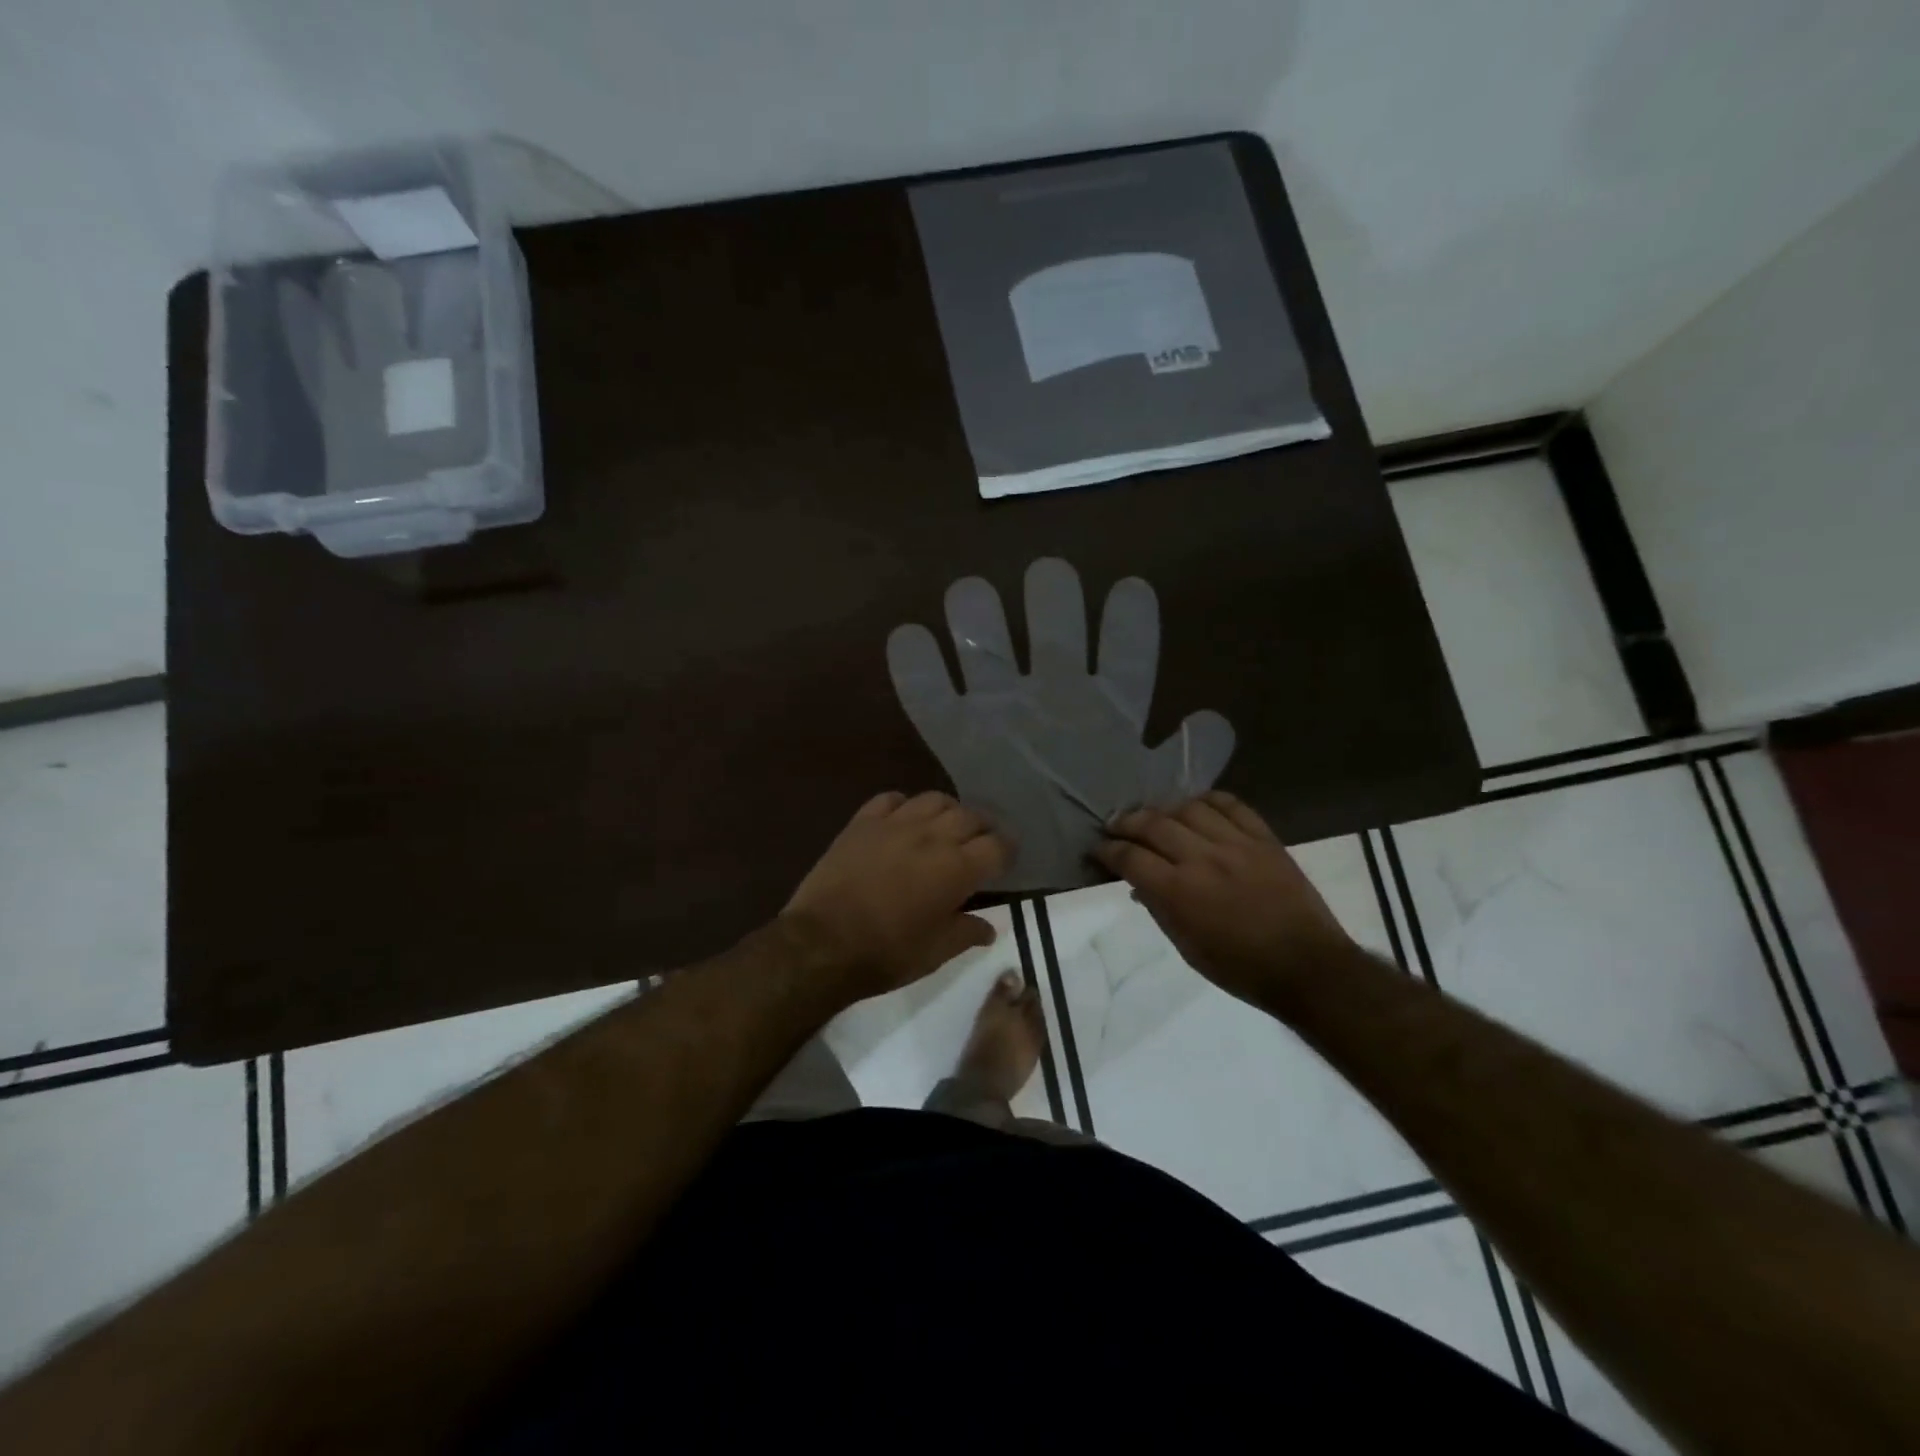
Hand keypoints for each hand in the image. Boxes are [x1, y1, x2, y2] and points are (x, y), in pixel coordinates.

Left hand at [782, 791, 1011, 999]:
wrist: (822, 943)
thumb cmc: (886, 953)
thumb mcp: (936, 952)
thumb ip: (967, 933)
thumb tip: (989, 927)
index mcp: (956, 869)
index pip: (997, 846)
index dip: (1008, 850)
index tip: (1007, 859)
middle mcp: (932, 836)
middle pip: (970, 816)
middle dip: (983, 828)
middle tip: (982, 842)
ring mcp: (895, 824)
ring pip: (934, 799)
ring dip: (948, 811)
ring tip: (947, 826)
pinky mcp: (862, 822)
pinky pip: (891, 799)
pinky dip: (905, 805)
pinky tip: (904, 819)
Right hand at [1093, 792, 1356, 1005]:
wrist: (1307, 967)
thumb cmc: (1240, 968)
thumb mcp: (1187, 948)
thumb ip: (1160, 909)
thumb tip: (1139, 884)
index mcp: (1178, 892)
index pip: (1130, 858)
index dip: (1107, 851)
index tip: (1098, 849)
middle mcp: (1202, 859)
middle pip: (1153, 824)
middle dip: (1126, 822)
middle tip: (1115, 825)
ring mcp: (1236, 844)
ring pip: (1189, 808)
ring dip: (1165, 808)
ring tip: (1156, 815)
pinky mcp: (1264, 839)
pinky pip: (1232, 805)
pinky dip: (1209, 800)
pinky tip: (1197, 805)